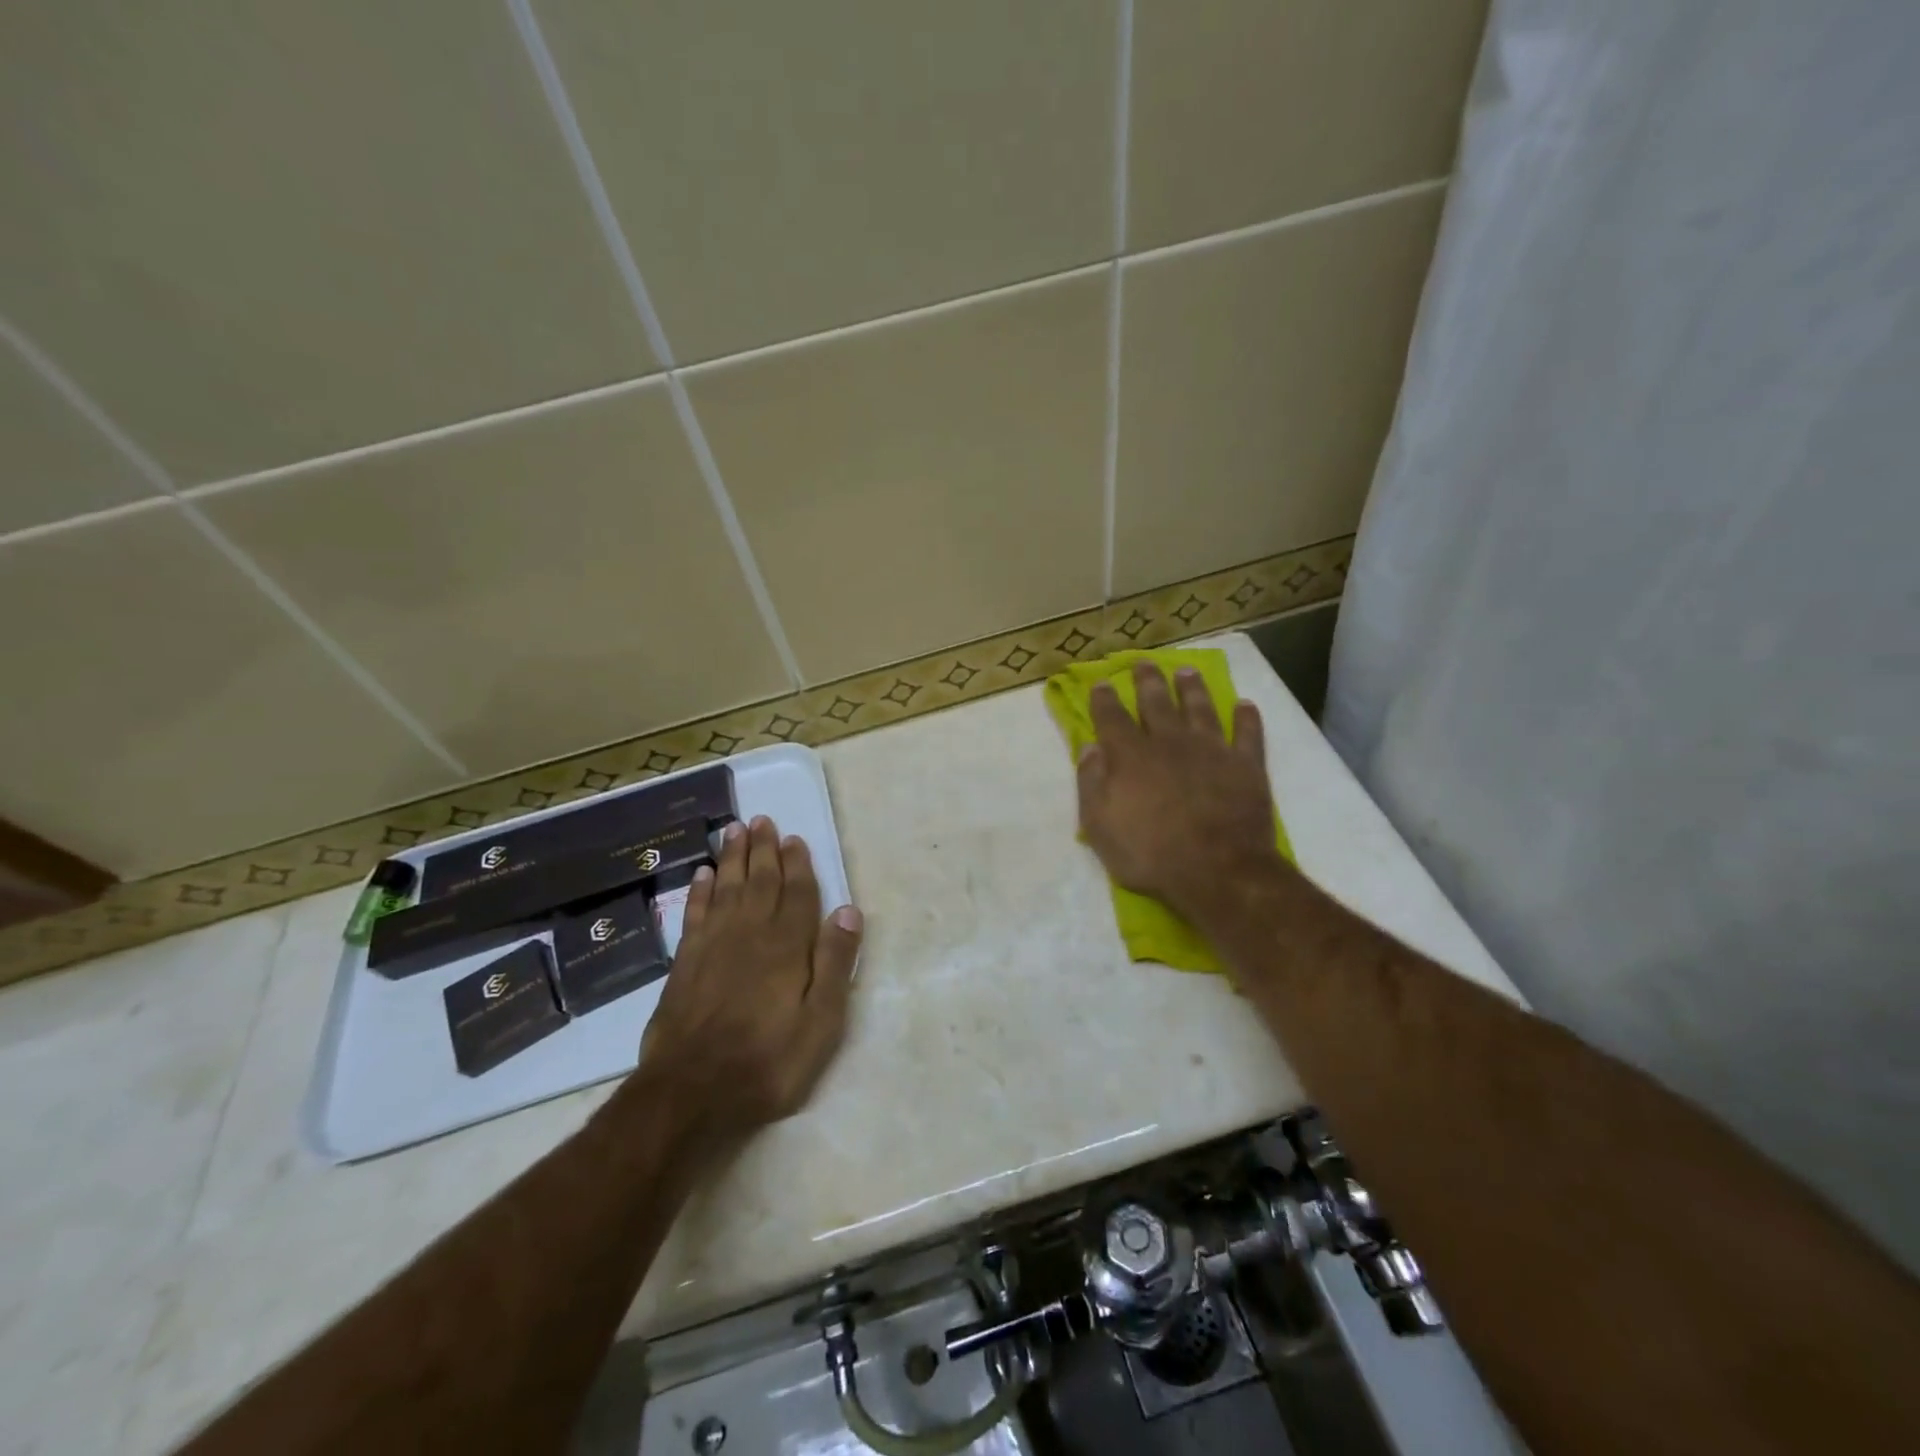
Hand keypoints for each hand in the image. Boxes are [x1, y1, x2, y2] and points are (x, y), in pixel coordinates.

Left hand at [638, 815, 862, 1141]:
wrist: (691, 1092)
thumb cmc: (767, 1061)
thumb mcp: (820, 1022)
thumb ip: (834, 964)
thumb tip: (849, 911)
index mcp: (787, 946)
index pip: (797, 894)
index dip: (798, 865)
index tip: (795, 838)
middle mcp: (750, 934)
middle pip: (759, 881)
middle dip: (763, 849)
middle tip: (762, 819)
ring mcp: (713, 946)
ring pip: (727, 888)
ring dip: (732, 857)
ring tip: (734, 829)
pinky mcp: (685, 962)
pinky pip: (695, 913)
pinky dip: (700, 890)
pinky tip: (703, 874)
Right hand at [1076, 661, 1286, 925]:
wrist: (1218, 871)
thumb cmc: (1150, 854)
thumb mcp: (1100, 826)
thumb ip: (1091, 783)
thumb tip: (1089, 747)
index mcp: (1131, 756)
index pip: (1112, 717)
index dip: (1104, 699)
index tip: (1101, 683)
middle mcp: (1170, 742)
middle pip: (1156, 702)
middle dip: (1147, 681)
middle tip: (1143, 664)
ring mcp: (1211, 750)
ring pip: (1201, 708)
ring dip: (1192, 689)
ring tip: (1187, 672)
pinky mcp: (1246, 765)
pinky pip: (1248, 733)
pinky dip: (1247, 718)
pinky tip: (1245, 705)